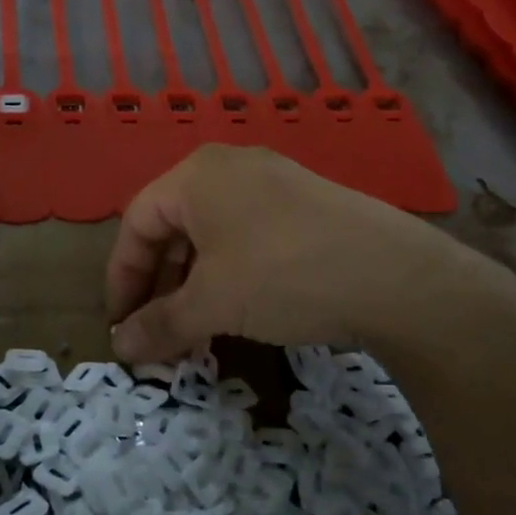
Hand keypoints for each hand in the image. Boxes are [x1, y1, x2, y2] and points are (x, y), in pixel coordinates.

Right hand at [105, 145, 515, 361]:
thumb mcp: (212, 304)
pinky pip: (248, 234)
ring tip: (197, 328)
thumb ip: (159, 324)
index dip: (122, 277)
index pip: (137, 223)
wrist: (395, 276)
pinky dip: (231, 272)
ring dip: (194, 283)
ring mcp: (274, 180)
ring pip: (212, 233)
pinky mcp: (306, 203)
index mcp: (196, 175)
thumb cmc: (282, 275)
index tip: (121, 324)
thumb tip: (120, 348)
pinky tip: (242, 309)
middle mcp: (231, 166)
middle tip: (158, 331)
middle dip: (159, 283)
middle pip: (173, 225)